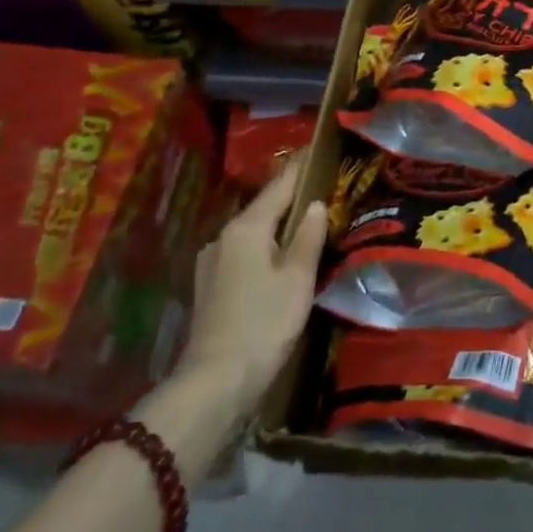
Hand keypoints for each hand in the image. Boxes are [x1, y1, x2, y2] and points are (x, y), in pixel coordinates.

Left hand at [172, 155, 328, 415]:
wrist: (214, 384)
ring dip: (278, 226)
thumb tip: (315, 204)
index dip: (300, 167)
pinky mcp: (210, 287)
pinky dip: (265, 248)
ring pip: (253, 233)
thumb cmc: (264, 323)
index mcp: (246, 227)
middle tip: (322, 187)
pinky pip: (244, 253)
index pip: (279, 185)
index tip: (317, 148)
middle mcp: (223, 237)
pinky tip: (280, 259)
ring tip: (306, 222)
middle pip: (264, 208)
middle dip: (291, 197)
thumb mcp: (297, 278)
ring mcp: (212, 263)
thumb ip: (309, 237)